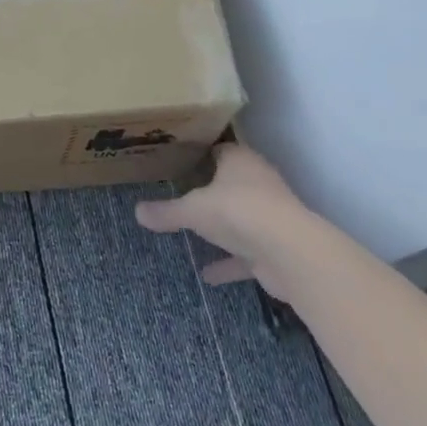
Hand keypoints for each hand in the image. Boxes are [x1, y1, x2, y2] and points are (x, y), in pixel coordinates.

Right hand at [135, 142, 318, 297]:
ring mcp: (271, 215)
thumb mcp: (192, 210)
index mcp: (240, 161)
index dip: (200, 155)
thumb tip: (137, 212)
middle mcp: (259, 182)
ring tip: (196, 234)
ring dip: (224, 228)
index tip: (179, 163)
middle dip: (211, 190)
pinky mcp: (276, 246)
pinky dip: (229, 263)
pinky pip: (247, 253)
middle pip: (232, 182)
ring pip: (242, 217)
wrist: (289, 252)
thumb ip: (166, 212)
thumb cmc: (237, 211)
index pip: (220, 150)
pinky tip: (208, 275)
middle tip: (182, 194)